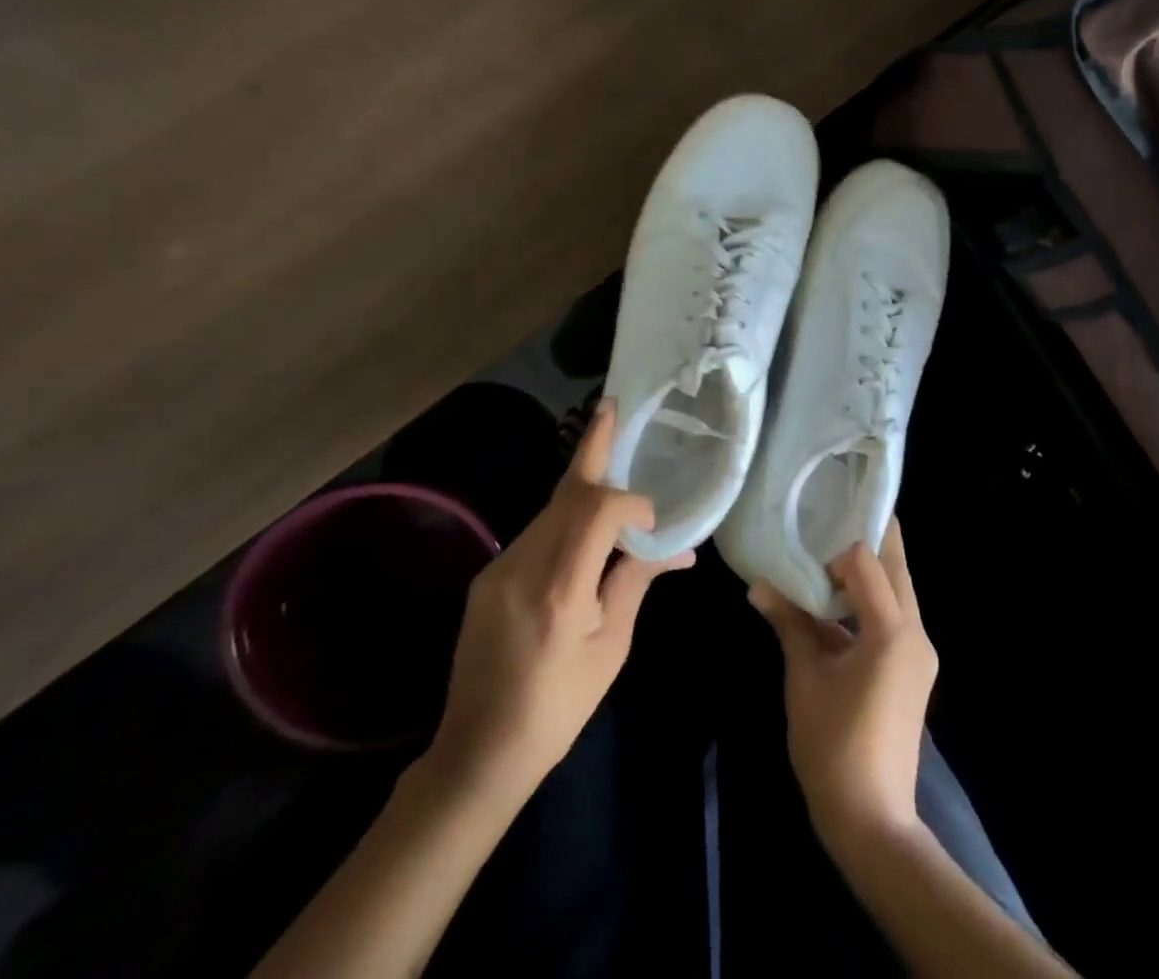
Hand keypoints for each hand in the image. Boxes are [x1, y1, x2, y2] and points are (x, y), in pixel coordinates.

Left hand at [425, 402, 691, 806]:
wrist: (477, 752)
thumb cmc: (558, 707)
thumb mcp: (611, 647)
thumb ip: (637, 582)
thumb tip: (681, 549)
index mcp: (560, 590)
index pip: (595, 510)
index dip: (629, 500)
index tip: (652, 519)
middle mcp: (523, 566)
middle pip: (565, 492)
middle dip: (592, 447)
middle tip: (613, 407)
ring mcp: (499, 567)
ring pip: (550, 508)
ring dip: (583, 486)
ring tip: (613, 468)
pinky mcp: (489, 575)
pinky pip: (536, 531)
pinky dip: (566, 517)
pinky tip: (585, 527)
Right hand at [748, 519, 938, 853]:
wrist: (872, 820)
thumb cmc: (833, 746)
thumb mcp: (804, 678)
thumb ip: (789, 623)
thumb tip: (759, 585)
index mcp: (893, 630)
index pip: (869, 561)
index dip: (838, 546)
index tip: (810, 539)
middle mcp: (915, 633)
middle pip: (895, 567)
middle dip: (865, 542)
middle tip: (828, 521)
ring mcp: (919, 653)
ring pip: (897, 591)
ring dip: (867, 572)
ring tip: (825, 556)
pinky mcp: (913, 669)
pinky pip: (894, 617)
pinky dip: (868, 602)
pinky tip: (835, 603)